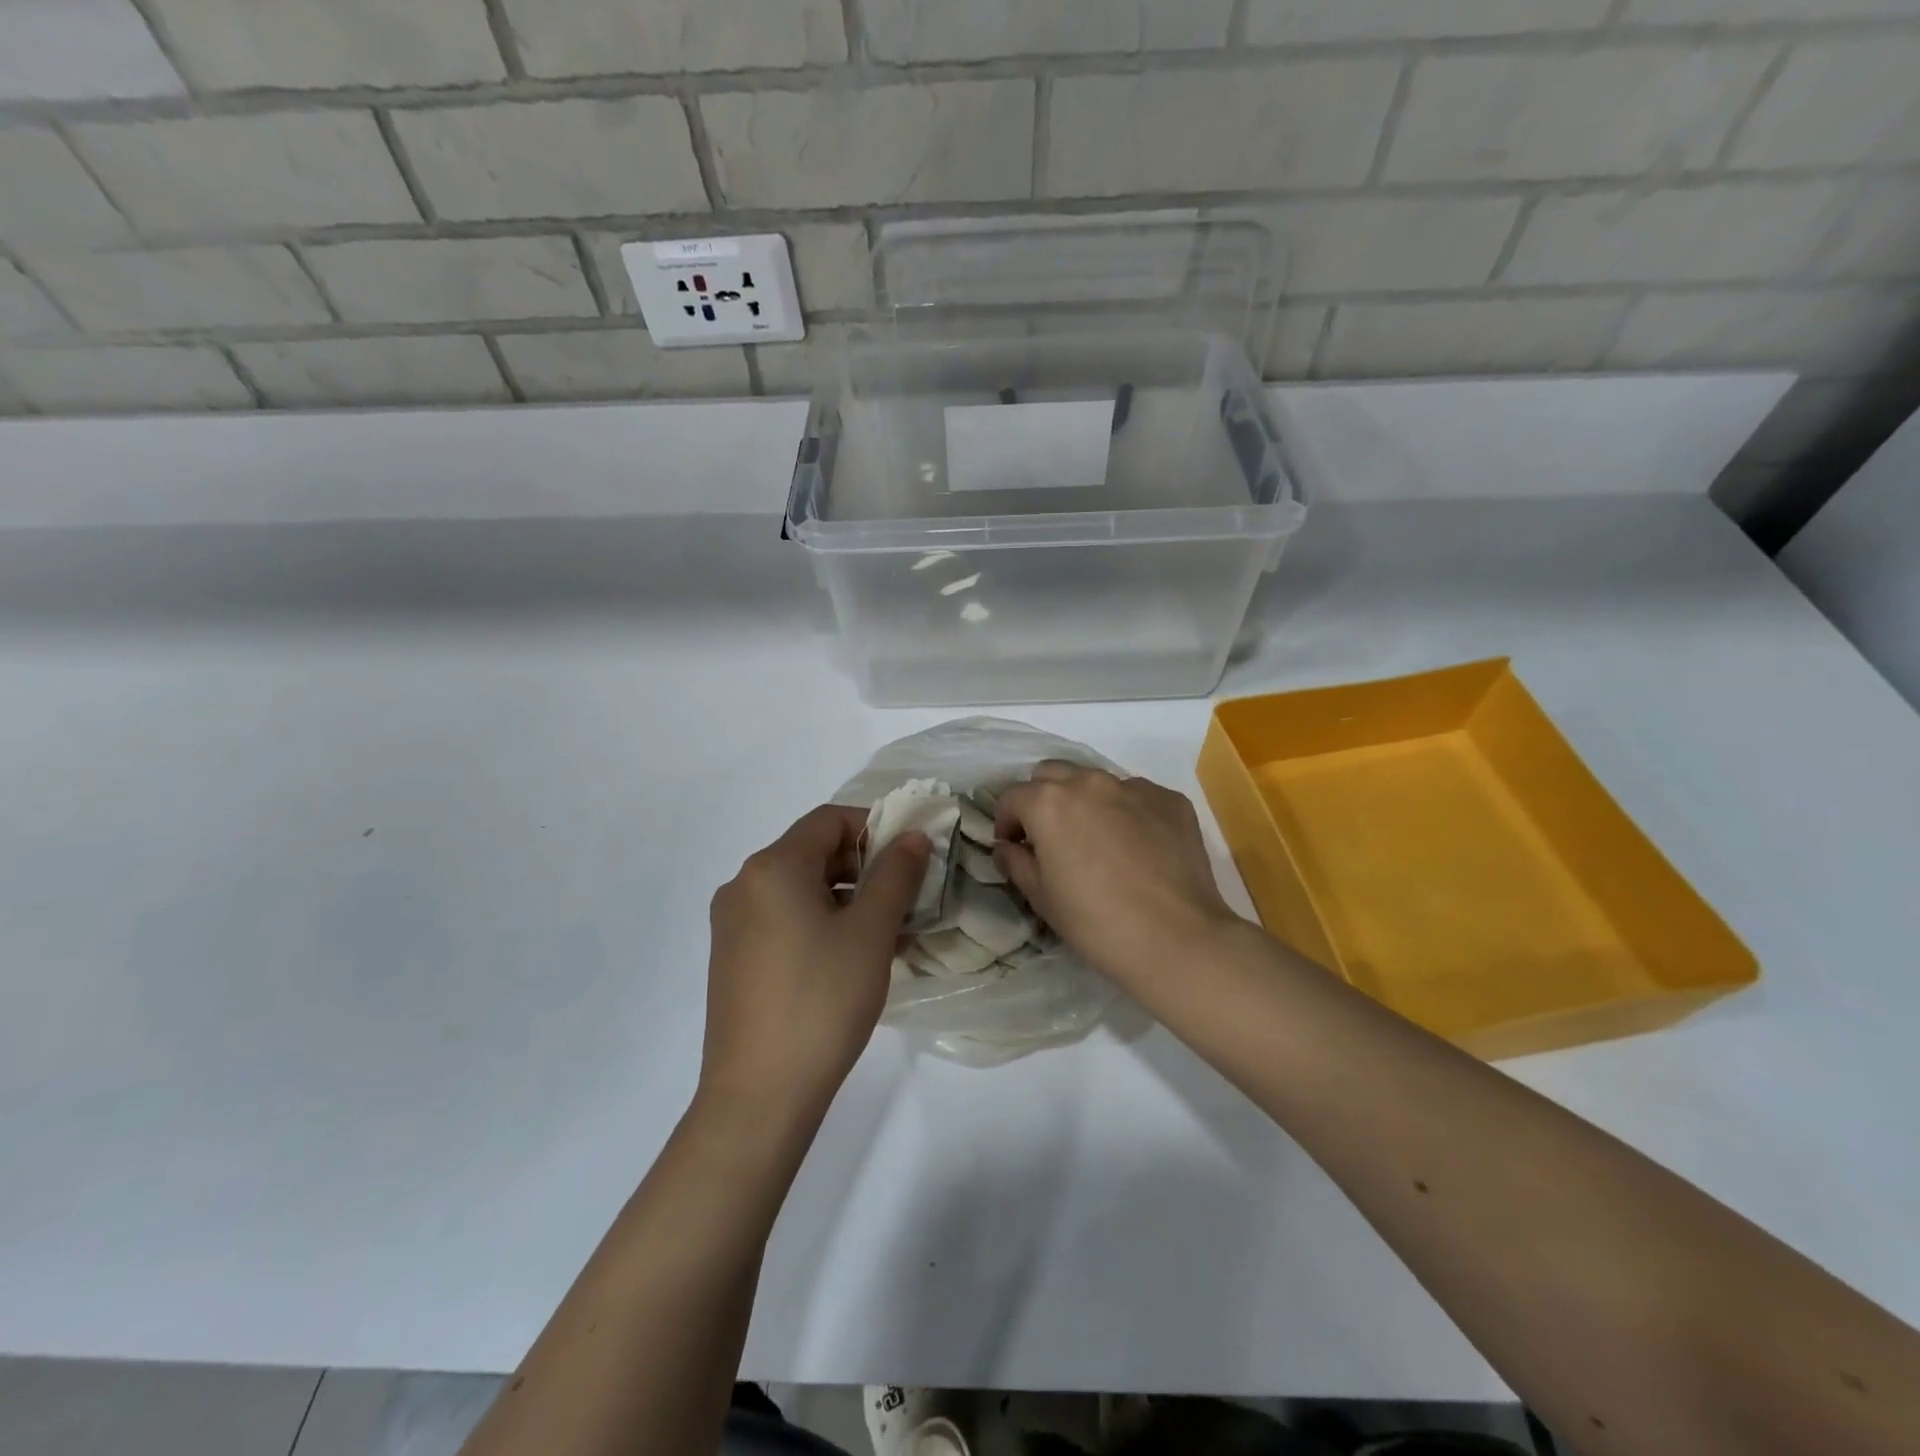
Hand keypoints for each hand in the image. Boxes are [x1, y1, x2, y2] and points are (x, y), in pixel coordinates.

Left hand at [701, 805, 929, 1120]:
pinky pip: (783, 920)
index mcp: (772, 867)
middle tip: (905, 899)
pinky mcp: (732, 958)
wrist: (759, 1094)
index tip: (910, 857)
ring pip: (800, 890)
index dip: (874, 828)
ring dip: (846, 899)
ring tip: (887, 934)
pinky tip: (851, 958)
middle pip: (812, 853)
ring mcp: (732, 924)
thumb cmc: (822, 1000)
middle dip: (864, 868)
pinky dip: (820, 923)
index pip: (828, 820)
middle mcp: (743, 885)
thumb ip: (895, 874)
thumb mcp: (870, 932)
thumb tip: (912, 836)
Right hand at [994, 763, 1240, 990]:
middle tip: (1050, 836)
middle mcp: (1089, 782)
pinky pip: (1137, 796)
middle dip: (1042, 799)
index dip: (1006, 822)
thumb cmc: (1096, 923)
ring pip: (1096, 781)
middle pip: (1052, 774)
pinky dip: (1127, 812)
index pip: (1013, 797)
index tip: (1013, 847)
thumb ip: (1016, 863)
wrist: (1177, 939)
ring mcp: (1135, 787)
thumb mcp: (1042, 898)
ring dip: (1085, 802)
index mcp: (1049, 803)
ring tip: (1096, 840)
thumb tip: (1007, 847)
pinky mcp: (1171, 800)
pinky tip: (1137, 847)